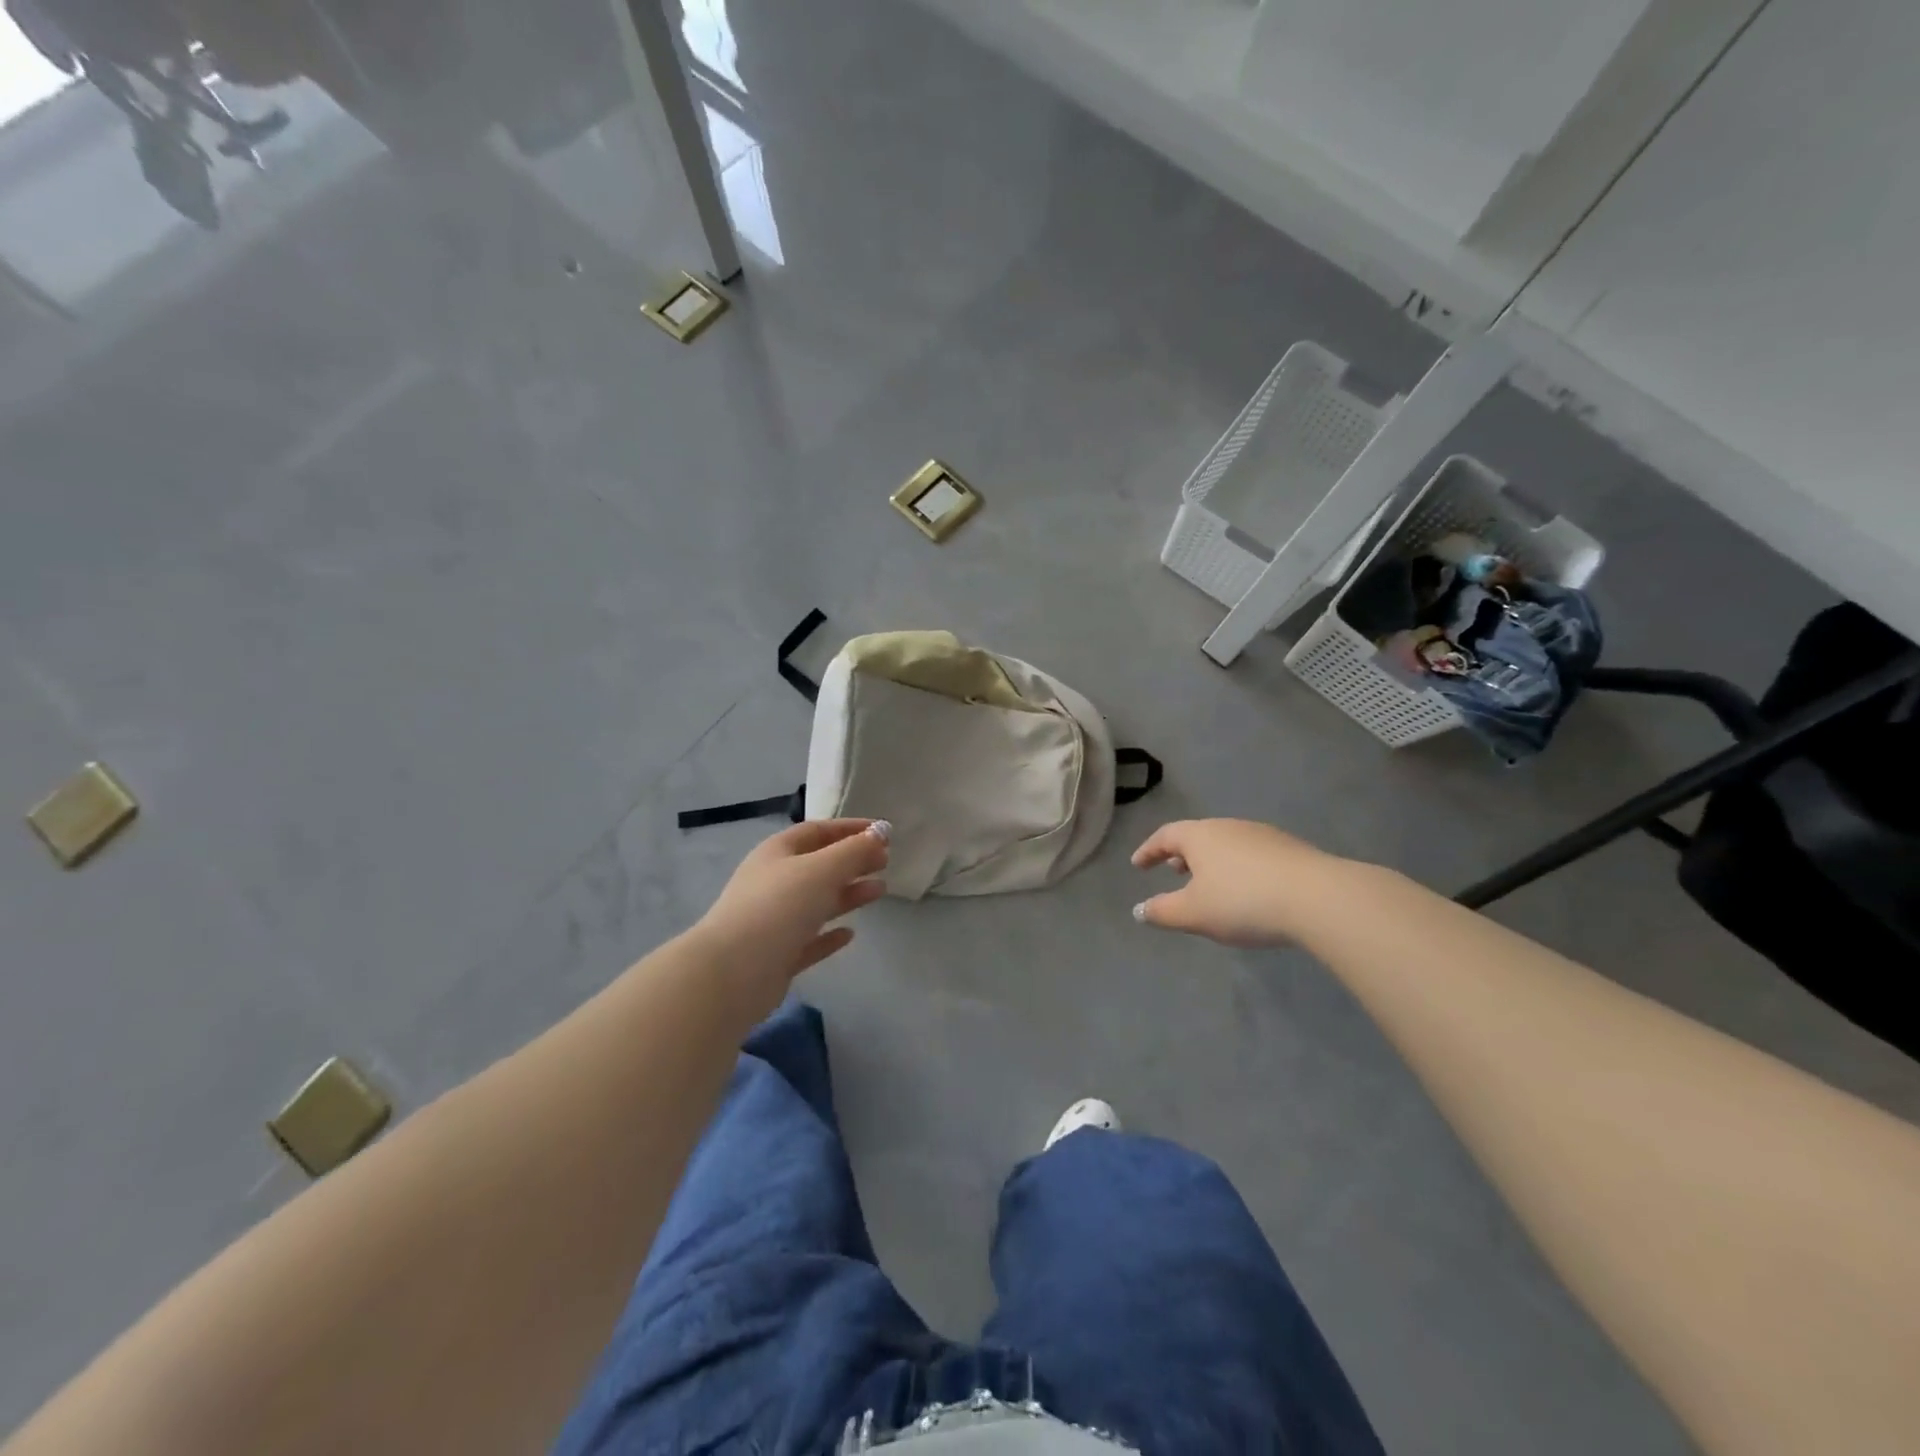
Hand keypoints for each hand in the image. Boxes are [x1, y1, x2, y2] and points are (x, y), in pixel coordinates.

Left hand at [693, 819, 889, 1011]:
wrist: (732, 973)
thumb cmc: (778, 907)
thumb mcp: (822, 869)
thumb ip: (854, 851)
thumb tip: (879, 835)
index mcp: (778, 853)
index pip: (817, 831)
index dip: (850, 828)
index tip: (883, 833)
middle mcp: (773, 882)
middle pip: (819, 865)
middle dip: (852, 861)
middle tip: (885, 862)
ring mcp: (773, 920)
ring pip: (817, 901)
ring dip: (848, 894)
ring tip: (880, 891)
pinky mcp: (777, 956)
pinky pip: (809, 939)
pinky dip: (830, 935)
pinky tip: (850, 934)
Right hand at [1131, 819, 1331, 946]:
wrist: (1318, 898)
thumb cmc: (1243, 902)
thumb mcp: (1194, 913)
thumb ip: (1162, 912)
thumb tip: (1139, 910)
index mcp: (1199, 836)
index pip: (1165, 836)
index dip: (1148, 851)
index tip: (1137, 865)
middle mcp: (1228, 826)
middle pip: (1197, 836)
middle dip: (1181, 854)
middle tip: (1172, 871)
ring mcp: (1262, 835)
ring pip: (1226, 844)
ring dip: (1211, 861)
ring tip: (1208, 883)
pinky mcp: (1290, 849)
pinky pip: (1251, 854)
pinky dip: (1237, 867)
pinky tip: (1247, 889)